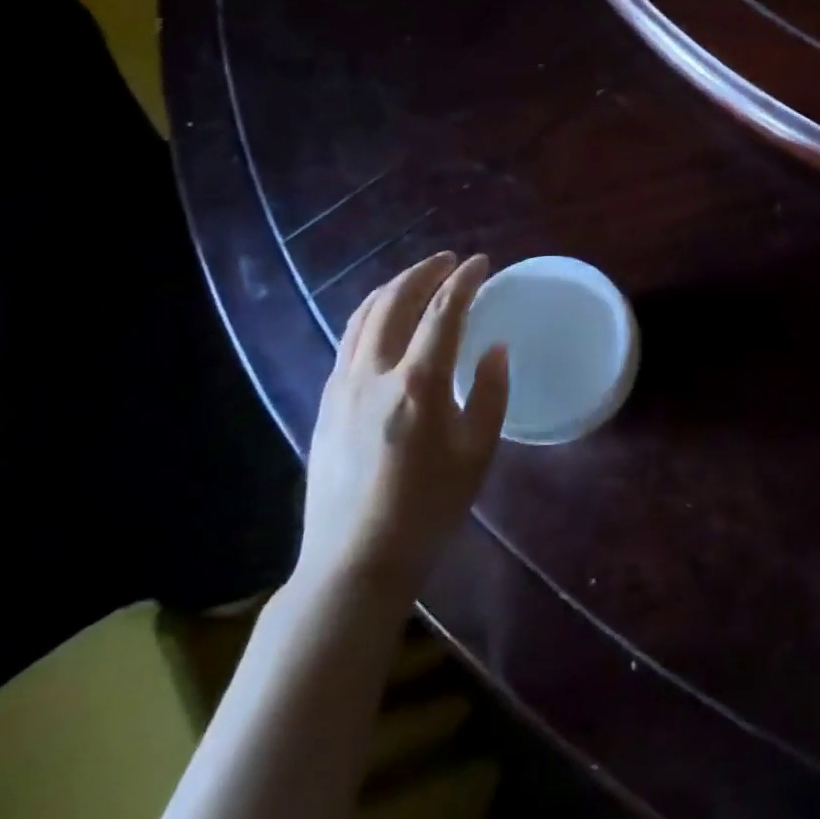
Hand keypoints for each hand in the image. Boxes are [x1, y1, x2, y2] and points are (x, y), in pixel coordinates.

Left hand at [296, 253, 508, 608]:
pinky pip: (348, 340)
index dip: (465, 281)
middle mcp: (374, 373)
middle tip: (450, 260)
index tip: (482, 262)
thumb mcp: (477, 452)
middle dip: (424, 272)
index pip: (443, 313)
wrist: (355, 558)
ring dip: (394, 287)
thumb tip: (494, 349)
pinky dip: (371, 314)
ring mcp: (342, 386)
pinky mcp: (325, 402)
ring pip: (363, 316)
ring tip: (418, 277)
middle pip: (396, 302)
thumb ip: (490, 394)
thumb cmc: (429, 508)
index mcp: (418, 384)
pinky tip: (384, 318)